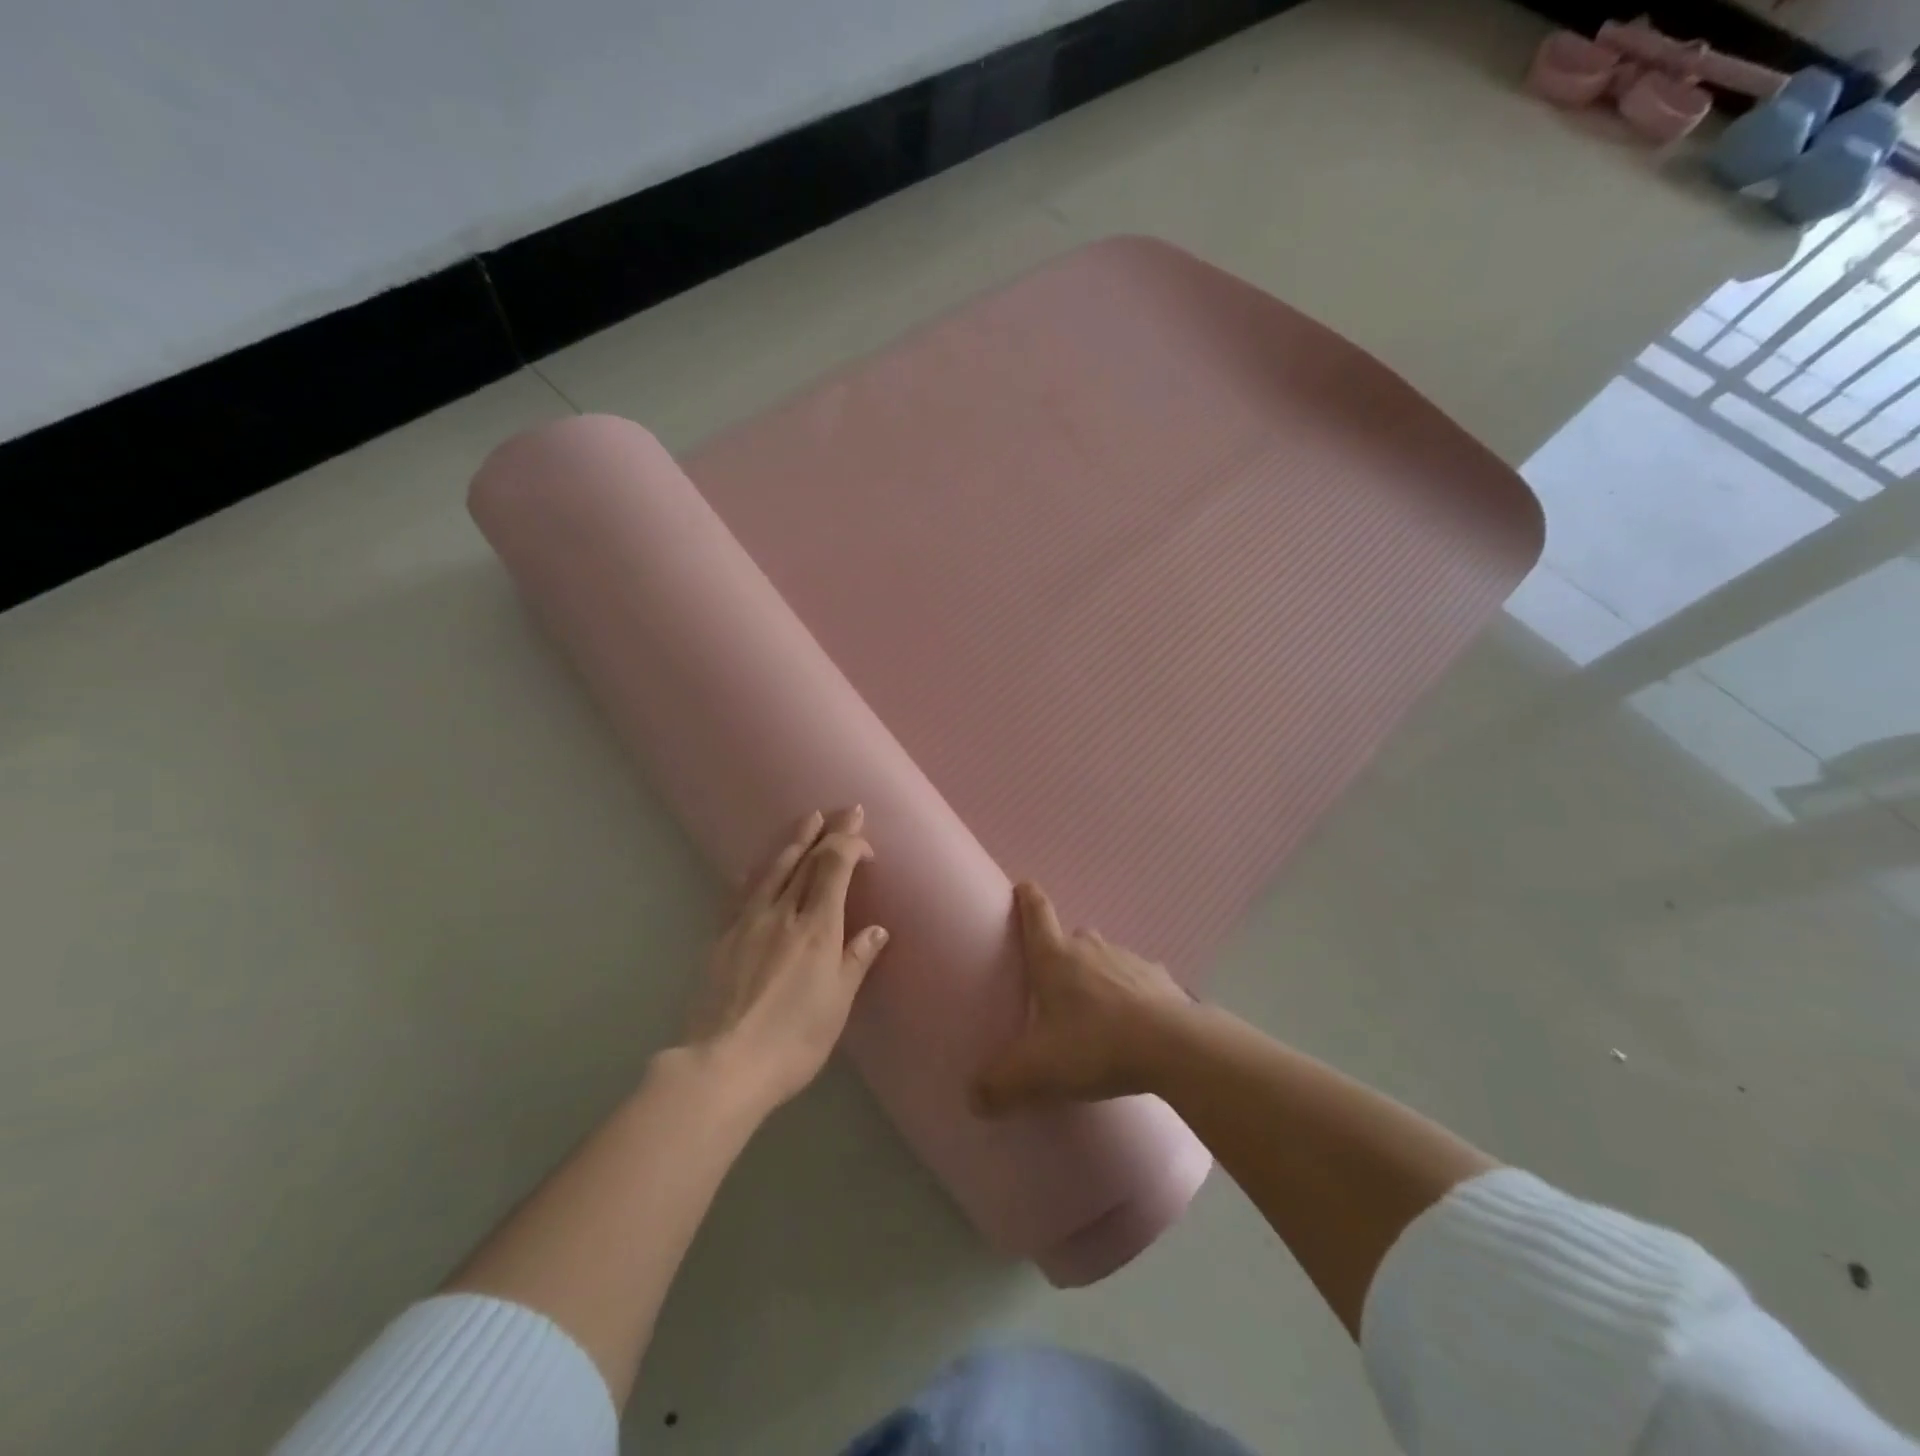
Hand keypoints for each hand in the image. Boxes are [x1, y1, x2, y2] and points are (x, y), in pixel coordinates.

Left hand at [680, 807, 888, 1111]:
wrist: (723, 1064)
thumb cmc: (793, 1040)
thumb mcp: (836, 1004)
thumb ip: (855, 960)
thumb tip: (876, 930)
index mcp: (817, 927)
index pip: (835, 866)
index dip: (850, 845)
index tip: (865, 844)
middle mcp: (783, 913)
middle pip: (806, 860)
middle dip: (827, 832)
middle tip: (843, 811)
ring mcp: (748, 922)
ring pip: (773, 869)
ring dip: (794, 842)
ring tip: (806, 821)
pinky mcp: (722, 937)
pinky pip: (741, 893)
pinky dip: (755, 874)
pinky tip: (753, 868)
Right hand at [974, 882, 1192, 1115]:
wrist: (1171, 1046)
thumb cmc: (1093, 1045)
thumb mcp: (1037, 1071)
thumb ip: (1001, 1085)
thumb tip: (974, 1099)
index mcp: (1054, 958)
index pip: (1036, 913)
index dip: (1027, 898)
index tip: (1023, 886)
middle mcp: (1090, 948)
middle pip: (1072, 937)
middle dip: (1063, 953)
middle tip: (1055, 985)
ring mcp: (1128, 960)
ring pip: (1106, 957)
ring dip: (1098, 974)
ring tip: (1096, 1012)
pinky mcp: (1159, 979)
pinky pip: (1139, 980)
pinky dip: (1133, 994)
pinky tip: (1135, 1023)